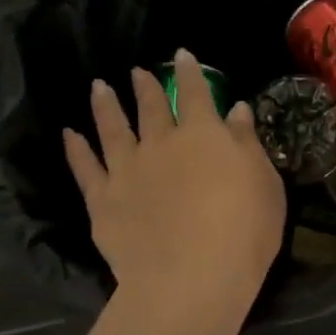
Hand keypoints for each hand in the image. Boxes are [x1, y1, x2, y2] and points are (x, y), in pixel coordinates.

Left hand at [63, 50, 283, 320]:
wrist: (192, 279)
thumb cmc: (244, 233)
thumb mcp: (265, 186)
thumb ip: (247, 145)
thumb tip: (236, 109)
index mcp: (204, 136)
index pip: (196, 93)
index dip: (190, 72)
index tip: (181, 56)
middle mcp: (161, 143)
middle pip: (152, 108)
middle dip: (146, 87)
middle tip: (137, 72)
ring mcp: (127, 170)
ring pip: (113, 129)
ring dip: (106, 106)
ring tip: (99, 88)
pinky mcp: (103, 200)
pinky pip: (85, 167)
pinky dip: (76, 149)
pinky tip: (70, 135)